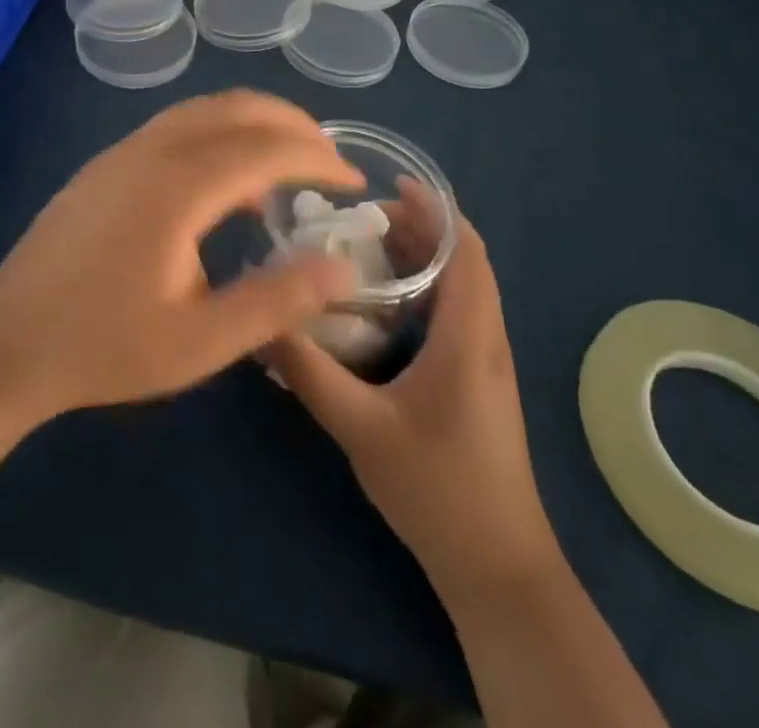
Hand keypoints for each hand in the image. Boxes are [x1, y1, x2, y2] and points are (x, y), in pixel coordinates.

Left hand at [0, 91, 363, 420]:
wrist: (5, 344)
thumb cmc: (105, 346)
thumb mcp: (202, 341)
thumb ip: (277, 300)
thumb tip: (343, 268)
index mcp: (178, 186)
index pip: (267, 148)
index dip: (318, 159)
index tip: (354, 182)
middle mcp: (151, 150)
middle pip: (236, 108)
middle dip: (292, 124)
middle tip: (329, 159)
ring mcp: (122, 152)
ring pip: (203, 110)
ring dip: (253, 122)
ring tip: (287, 162)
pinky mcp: (105, 165)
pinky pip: (176, 126)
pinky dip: (218, 134)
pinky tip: (225, 185)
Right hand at [265, 190, 555, 600]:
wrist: (498, 569)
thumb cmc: (437, 491)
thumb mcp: (360, 428)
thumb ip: (308, 373)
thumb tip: (260, 323)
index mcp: (469, 336)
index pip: (466, 250)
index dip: (435, 210)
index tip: (390, 187)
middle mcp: (486, 337)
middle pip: (463, 261)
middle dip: (419, 228)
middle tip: (361, 218)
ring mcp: (487, 361)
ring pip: (461, 286)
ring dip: (423, 257)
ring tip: (367, 248)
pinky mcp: (478, 380)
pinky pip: (456, 312)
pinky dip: (426, 288)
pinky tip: (383, 306)